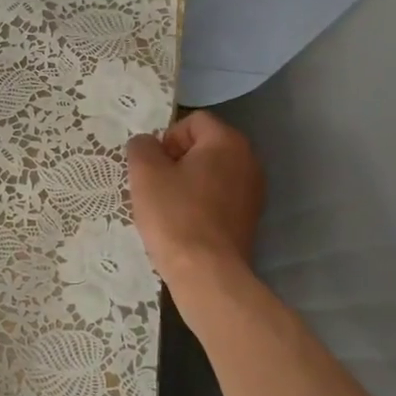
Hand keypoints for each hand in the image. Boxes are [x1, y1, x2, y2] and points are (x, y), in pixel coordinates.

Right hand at [126, 110, 264, 286]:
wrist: (207, 274)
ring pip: (211, 173)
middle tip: (156, 186)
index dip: (167, 138)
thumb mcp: (145, 173)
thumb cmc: (175, 215)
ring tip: (168, 207)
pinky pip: (220, 197)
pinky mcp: (250, 219)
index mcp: (227, 142)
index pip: (192, 121)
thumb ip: (142, 147)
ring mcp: (253, 191)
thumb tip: (147, 145)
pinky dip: (201, 203)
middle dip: (177, 160)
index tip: (154, 167)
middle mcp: (248, 160)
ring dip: (187, 182)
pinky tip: (184, 224)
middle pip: (204, 146)